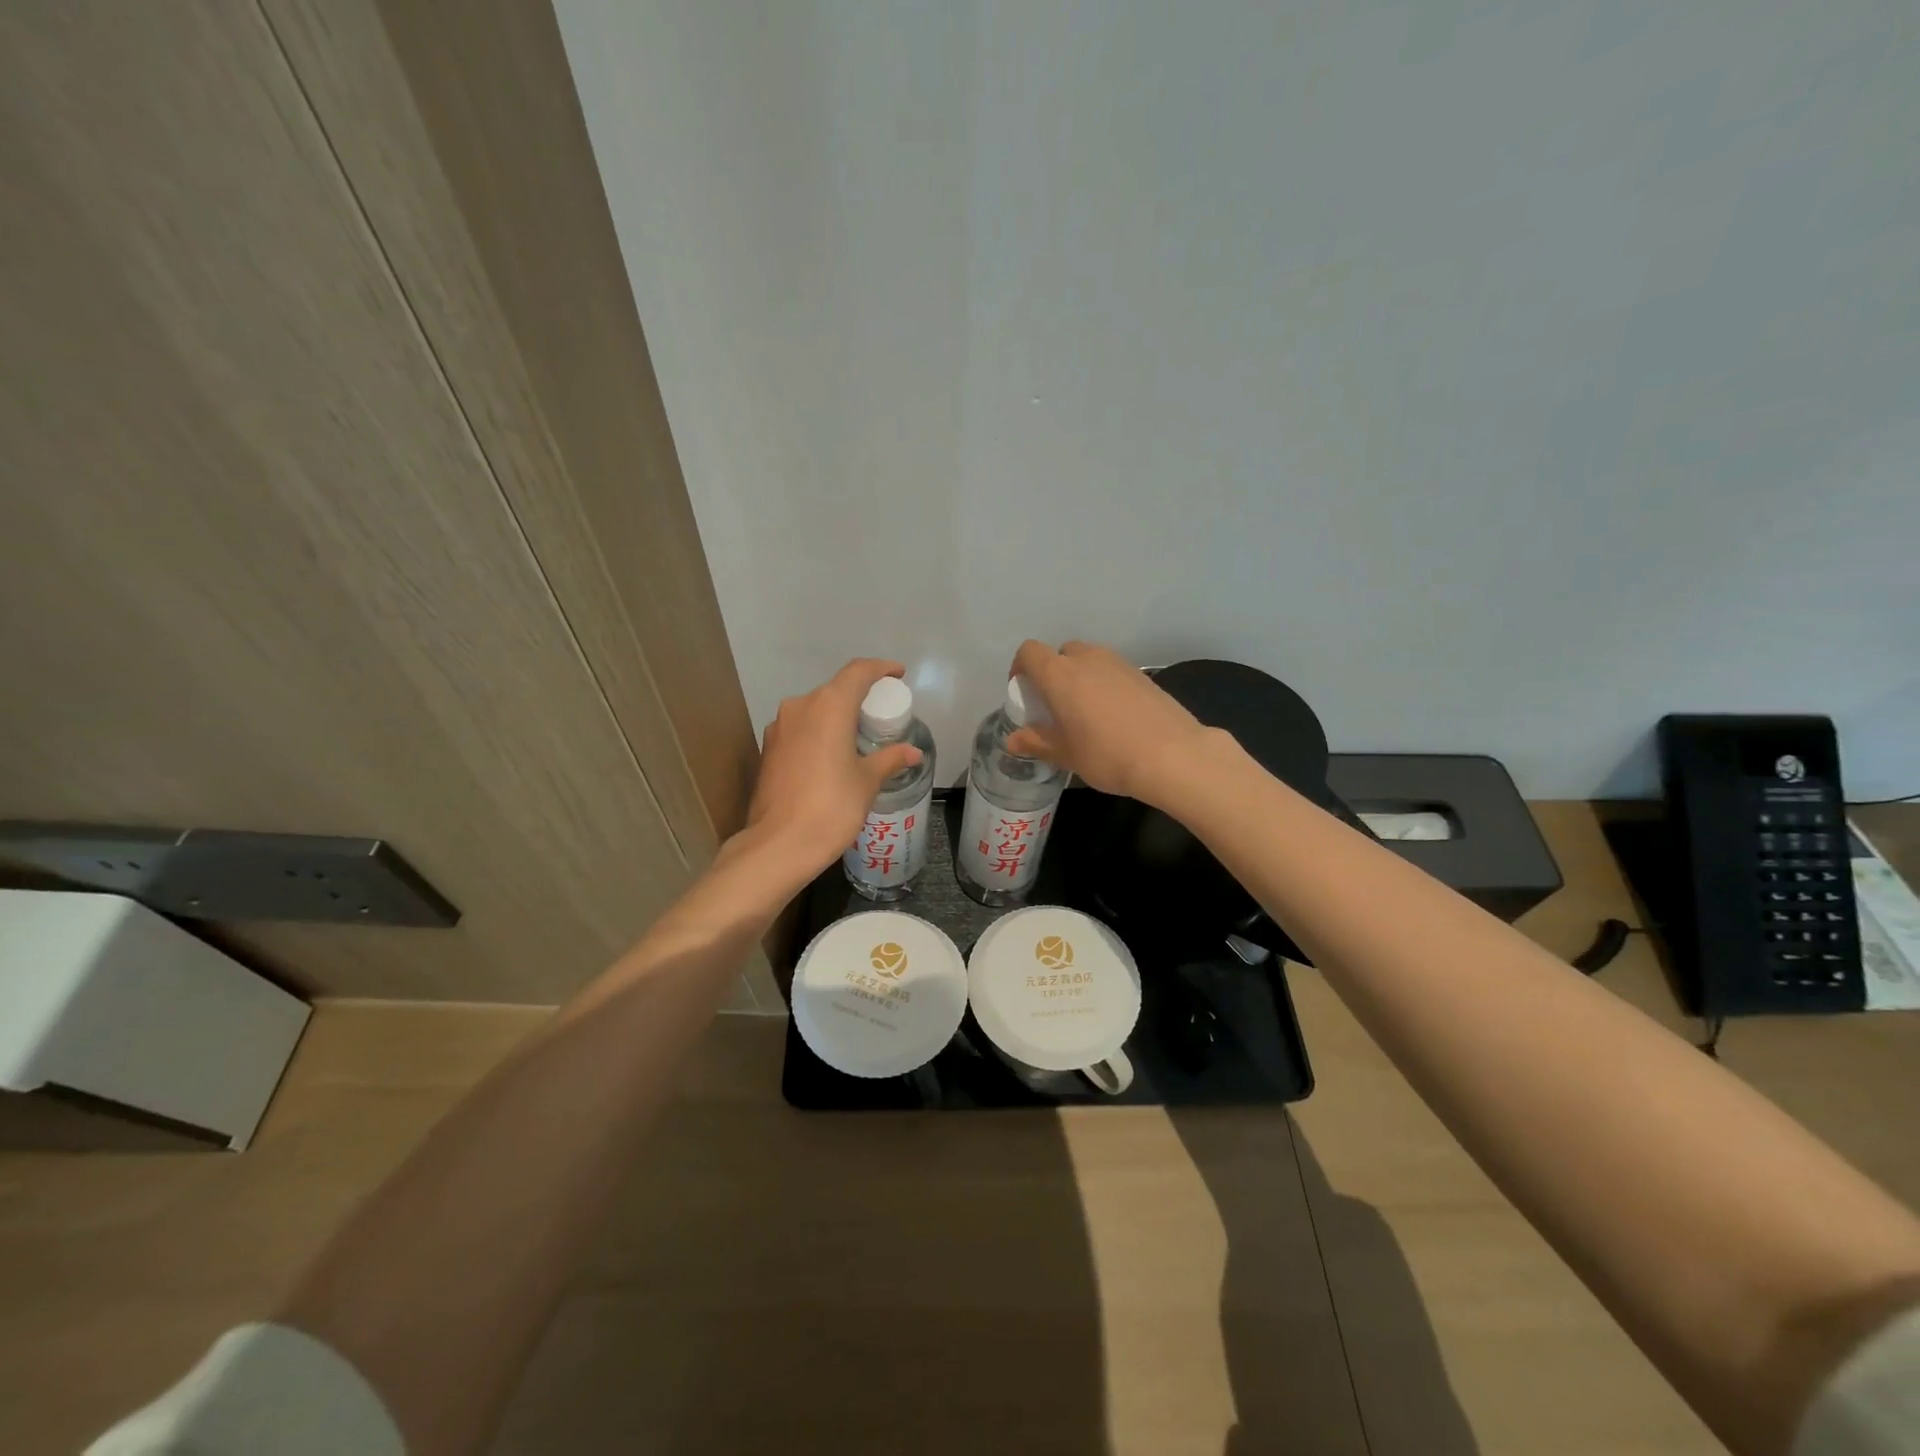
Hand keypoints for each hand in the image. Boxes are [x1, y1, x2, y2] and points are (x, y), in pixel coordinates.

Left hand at [740, 659, 923, 883]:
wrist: (778, 845)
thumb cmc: (831, 807)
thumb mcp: (867, 782)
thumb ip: (889, 759)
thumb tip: (912, 752)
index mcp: (829, 706)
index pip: (858, 671)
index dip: (881, 668)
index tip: (898, 674)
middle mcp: (800, 707)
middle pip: (835, 689)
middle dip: (859, 696)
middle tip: (881, 714)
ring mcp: (779, 727)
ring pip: (814, 709)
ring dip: (837, 716)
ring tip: (858, 736)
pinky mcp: (768, 749)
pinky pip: (800, 729)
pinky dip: (819, 732)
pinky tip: (831, 755)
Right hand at [1005, 640, 1212, 805]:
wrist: (1173, 755)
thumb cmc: (1107, 754)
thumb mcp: (1066, 754)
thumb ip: (1037, 742)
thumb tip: (1013, 739)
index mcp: (1060, 674)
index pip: (1029, 652)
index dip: (1021, 668)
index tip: (1024, 694)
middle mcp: (1087, 659)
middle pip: (1061, 653)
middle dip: (1053, 674)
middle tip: (1055, 706)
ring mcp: (1119, 663)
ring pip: (1089, 660)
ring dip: (1081, 678)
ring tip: (1085, 713)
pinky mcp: (1143, 674)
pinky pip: (1113, 672)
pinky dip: (1105, 685)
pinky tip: (1115, 717)